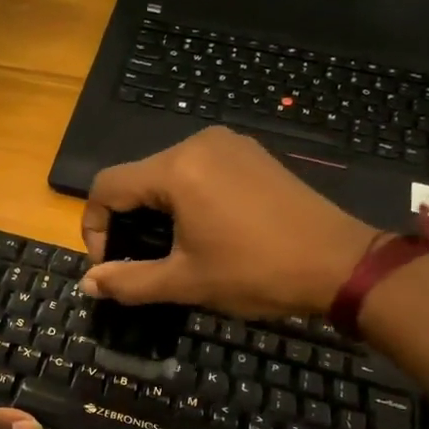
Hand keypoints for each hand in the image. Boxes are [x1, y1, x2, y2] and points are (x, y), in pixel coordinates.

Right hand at [80, 128, 380, 318]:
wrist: (341, 263)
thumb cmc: (256, 272)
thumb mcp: (185, 281)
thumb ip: (129, 281)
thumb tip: (87, 285)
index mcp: (177, 168)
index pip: (107, 186)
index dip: (94, 227)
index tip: (110, 265)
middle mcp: (198, 143)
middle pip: (135, 177)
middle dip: (125, 221)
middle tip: (136, 262)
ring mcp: (229, 145)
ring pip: (165, 173)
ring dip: (154, 211)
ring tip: (168, 250)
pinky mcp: (250, 155)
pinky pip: (198, 170)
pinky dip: (183, 198)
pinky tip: (201, 230)